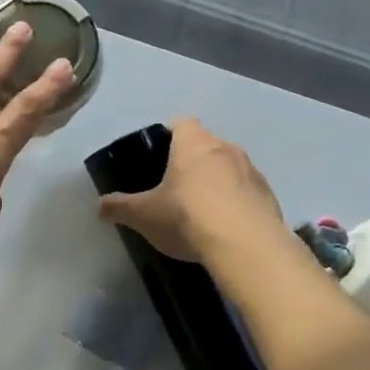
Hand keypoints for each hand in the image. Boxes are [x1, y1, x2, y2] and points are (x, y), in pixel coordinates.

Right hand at [97, 117, 284, 261]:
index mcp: (193, 142)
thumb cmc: (187, 216)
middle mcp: (225, 147)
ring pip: (230, 167)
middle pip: (206, 145)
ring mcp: (252, 170)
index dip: (170, 137)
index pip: (181, 123)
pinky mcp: (269, 195)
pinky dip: (238, 202)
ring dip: (219, 182)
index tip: (160, 158)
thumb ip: (120, 207)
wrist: (246, 245)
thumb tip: (99, 206)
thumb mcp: (144, 214)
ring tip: (204, 211)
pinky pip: (248, 191)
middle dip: (194, 162)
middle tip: (177, 188)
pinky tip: (227, 227)